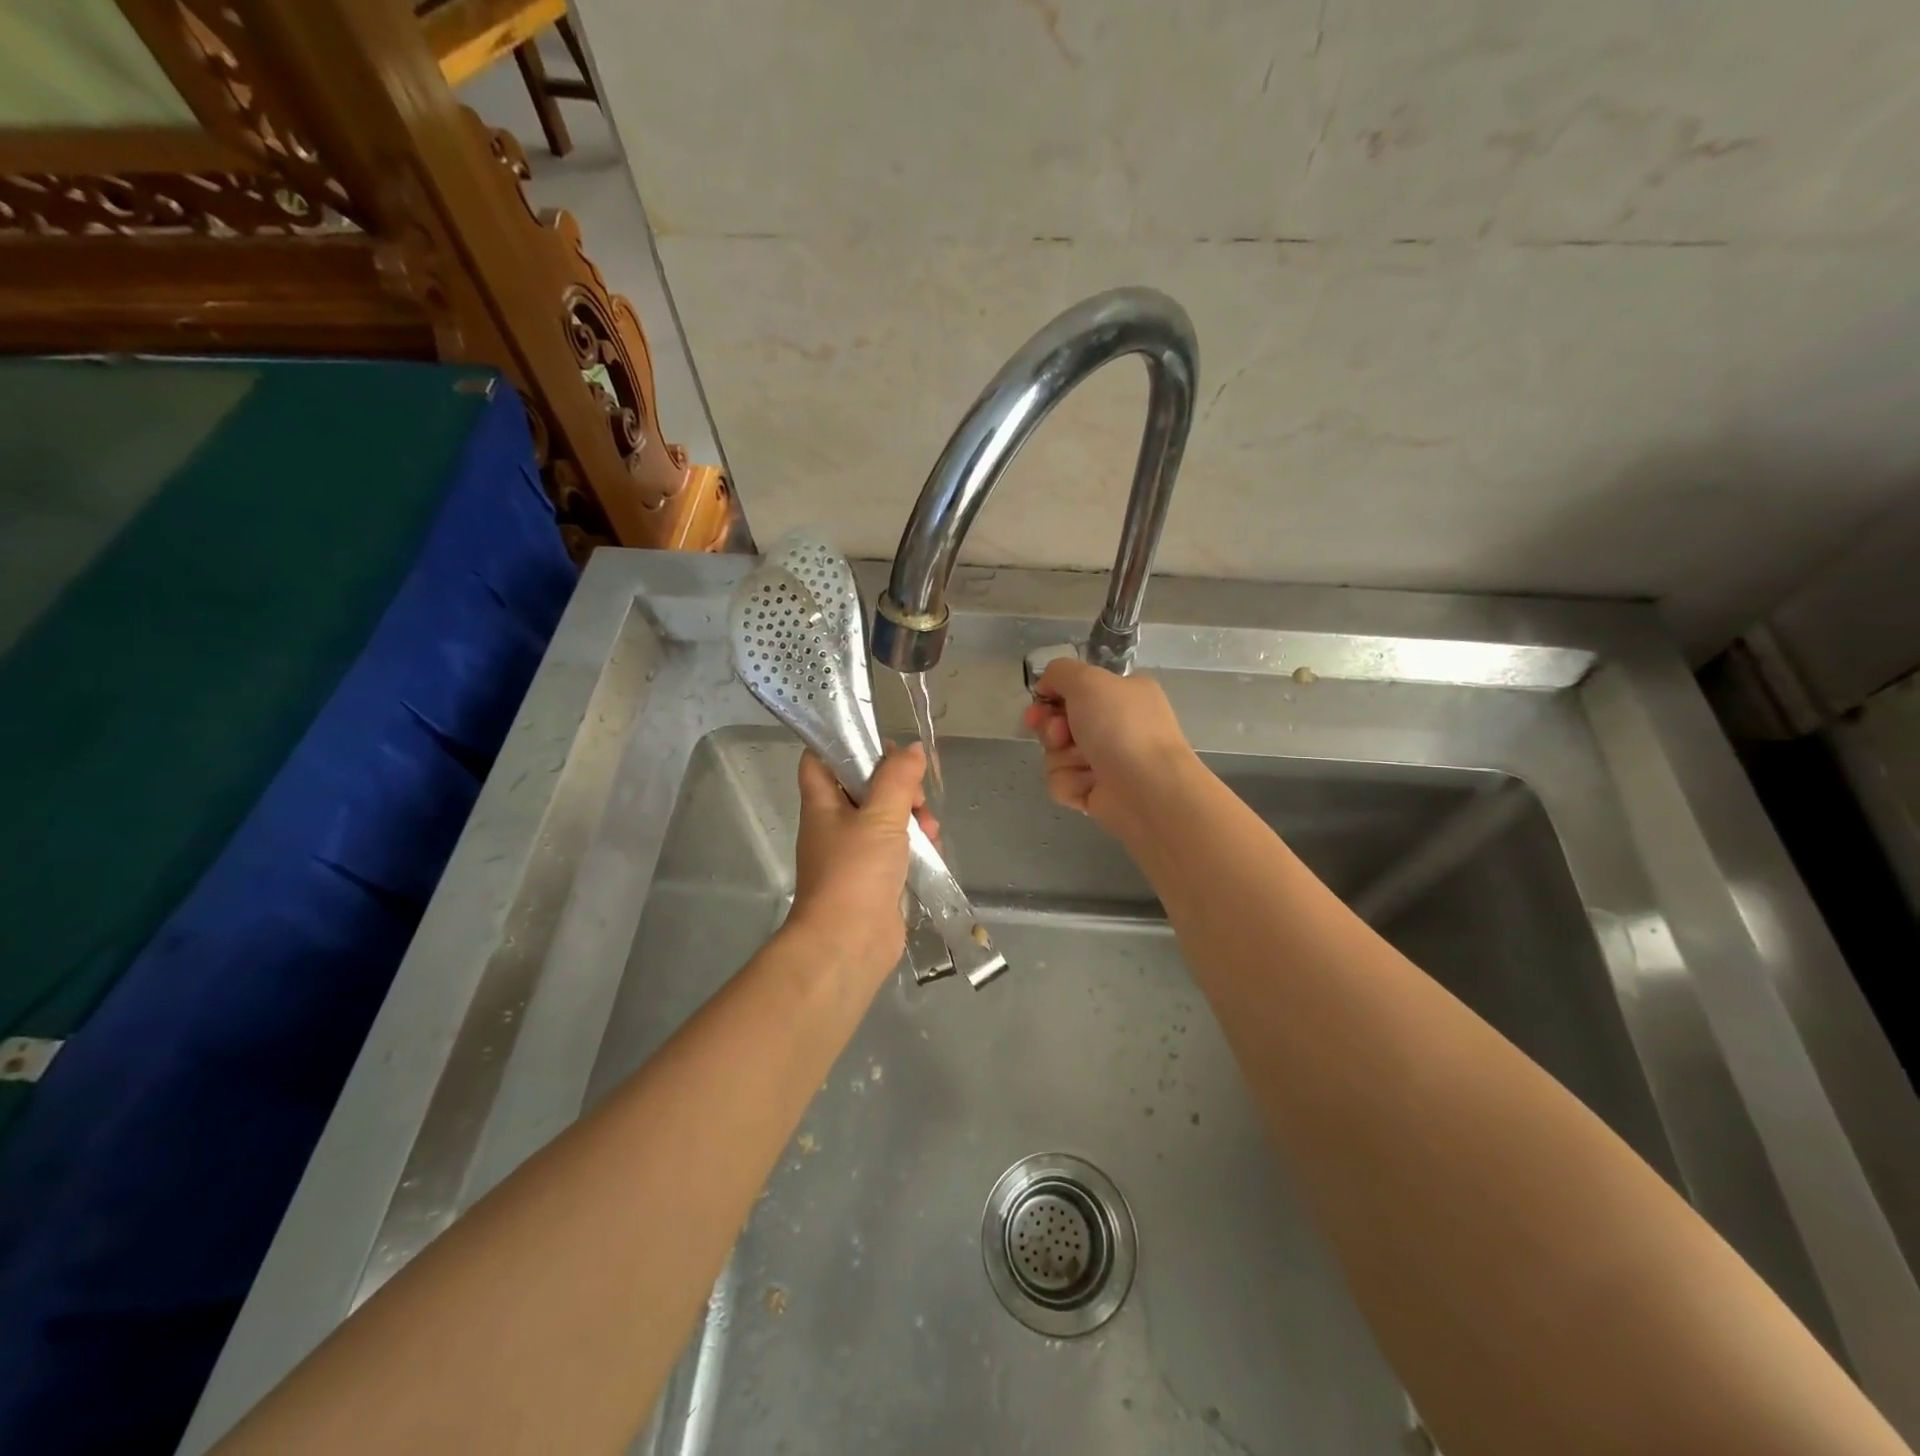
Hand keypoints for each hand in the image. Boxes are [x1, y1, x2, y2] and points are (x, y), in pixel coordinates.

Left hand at [786, 743, 935, 986]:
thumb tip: (913, 749)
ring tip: (929, 826)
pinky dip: (917, 845)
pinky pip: (899, 849)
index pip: (820, 759)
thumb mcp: (879, 816)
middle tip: (917, 792)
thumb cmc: (855, 872)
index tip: (882, 741)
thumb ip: (897, 779)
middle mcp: (835, 825)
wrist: (848, 944)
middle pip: (864, 788)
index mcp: (822, 803)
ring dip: (913, 816)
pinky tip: (934, 849)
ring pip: (887, 818)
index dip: (845, 743)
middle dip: (897, 784)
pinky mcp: (877, 879)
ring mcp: (855, 854)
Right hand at [1021, 658, 1197, 830]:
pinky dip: (1070, 782)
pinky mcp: (1096, 791)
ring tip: (1084, 764)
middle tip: (1059, 735)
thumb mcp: (1088, 680)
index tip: (1039, 701)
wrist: (1147, 789)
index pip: (1076, 689)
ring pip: (1057, 754)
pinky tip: (1090, 785)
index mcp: (1123, 694)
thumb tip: (1046, 686)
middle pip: (1060, 722)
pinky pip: (1063, 782)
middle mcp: (1116, 725)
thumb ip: (1060, 672)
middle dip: (1051, 729)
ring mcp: (1106, 760)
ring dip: (1062, 758)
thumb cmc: (1121, 727)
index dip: (1052, 695)